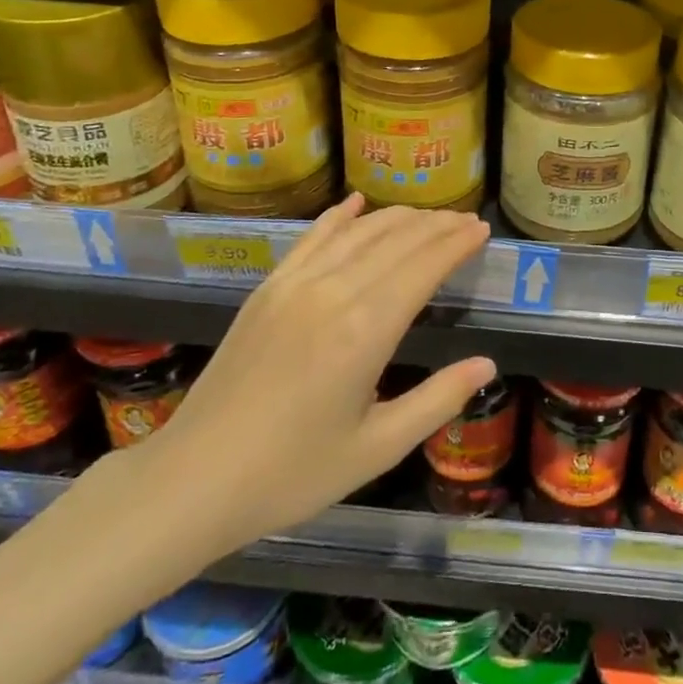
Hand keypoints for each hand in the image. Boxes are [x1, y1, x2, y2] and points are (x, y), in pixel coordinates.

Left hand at [135, 195, 493, 555]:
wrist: (194, 480)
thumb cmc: (292, 473)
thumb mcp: (377, 449)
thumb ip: (437, 401)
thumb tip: (488, 364)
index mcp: (366, 331)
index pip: (424, 266)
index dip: (456, 243)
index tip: (481, 229)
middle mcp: (334, 292)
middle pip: (397, 240)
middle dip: (437, 226)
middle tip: (465, 220)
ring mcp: (295, 285)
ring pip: (358, 232)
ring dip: (398, 217)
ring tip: (428, 216)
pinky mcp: (267, 288)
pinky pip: (311, 238)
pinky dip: (339, 217)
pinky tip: (357, 203)